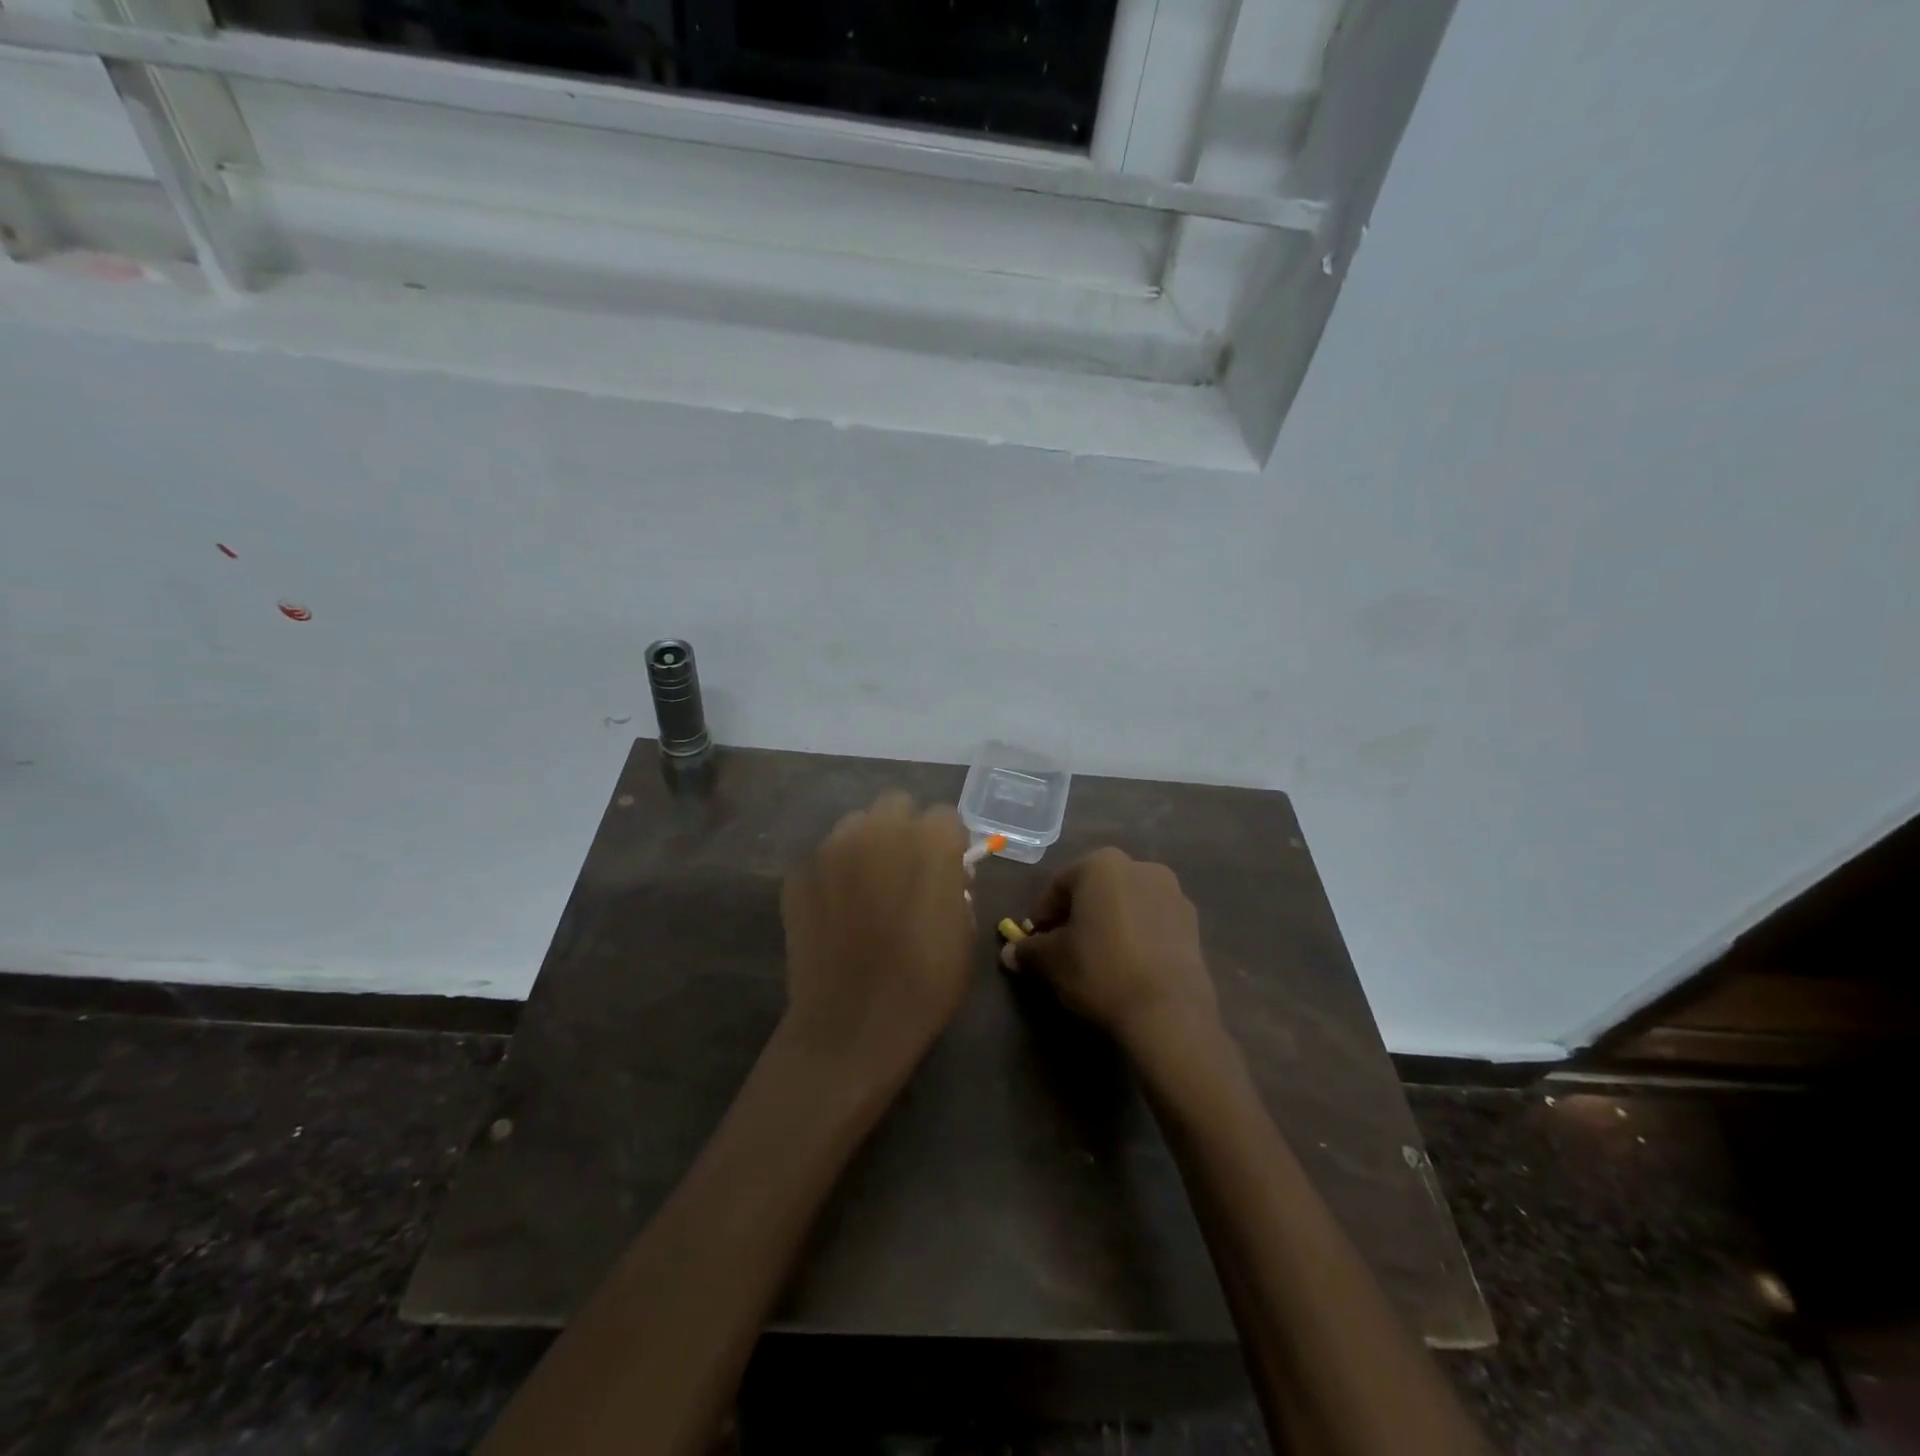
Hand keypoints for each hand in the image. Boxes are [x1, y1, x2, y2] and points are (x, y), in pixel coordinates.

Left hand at [780, 791, 974, 1088]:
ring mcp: (833, 849)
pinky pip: (824, 858)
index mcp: (929, 842)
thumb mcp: (964, 935)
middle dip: (905, 829)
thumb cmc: (924, 985)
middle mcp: (879, 831)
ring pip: (856, 825)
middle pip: (896, 805)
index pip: (945, 817)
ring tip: (867, 887)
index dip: (948, 843)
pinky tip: (836, 912)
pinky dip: (834, 875)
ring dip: (868, 845)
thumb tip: (946, 876)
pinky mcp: (799, 873)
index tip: (947, 870)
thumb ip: (957, 890)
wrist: (852, 1025)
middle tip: (906, 870)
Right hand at [1005, 848, 1218, 1053]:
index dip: (1042, 915)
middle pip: (1094, 890)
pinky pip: (1151, 921)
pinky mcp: (1192, 922)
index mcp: (1101, 865)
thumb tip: (1009, 953)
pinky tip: (1128, 965)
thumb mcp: (1053, 961)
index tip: (1034, 943)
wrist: (1168, 1012)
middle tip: (1063, 949)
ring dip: (1108, 923)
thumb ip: (1029, 950)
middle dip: (1076, 915)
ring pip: (1125, 904)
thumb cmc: (1100, 970)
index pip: (1058, 886)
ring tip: (1098, 959)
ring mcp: (1172, 892)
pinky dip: (1136, 935)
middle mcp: (1139, 867)